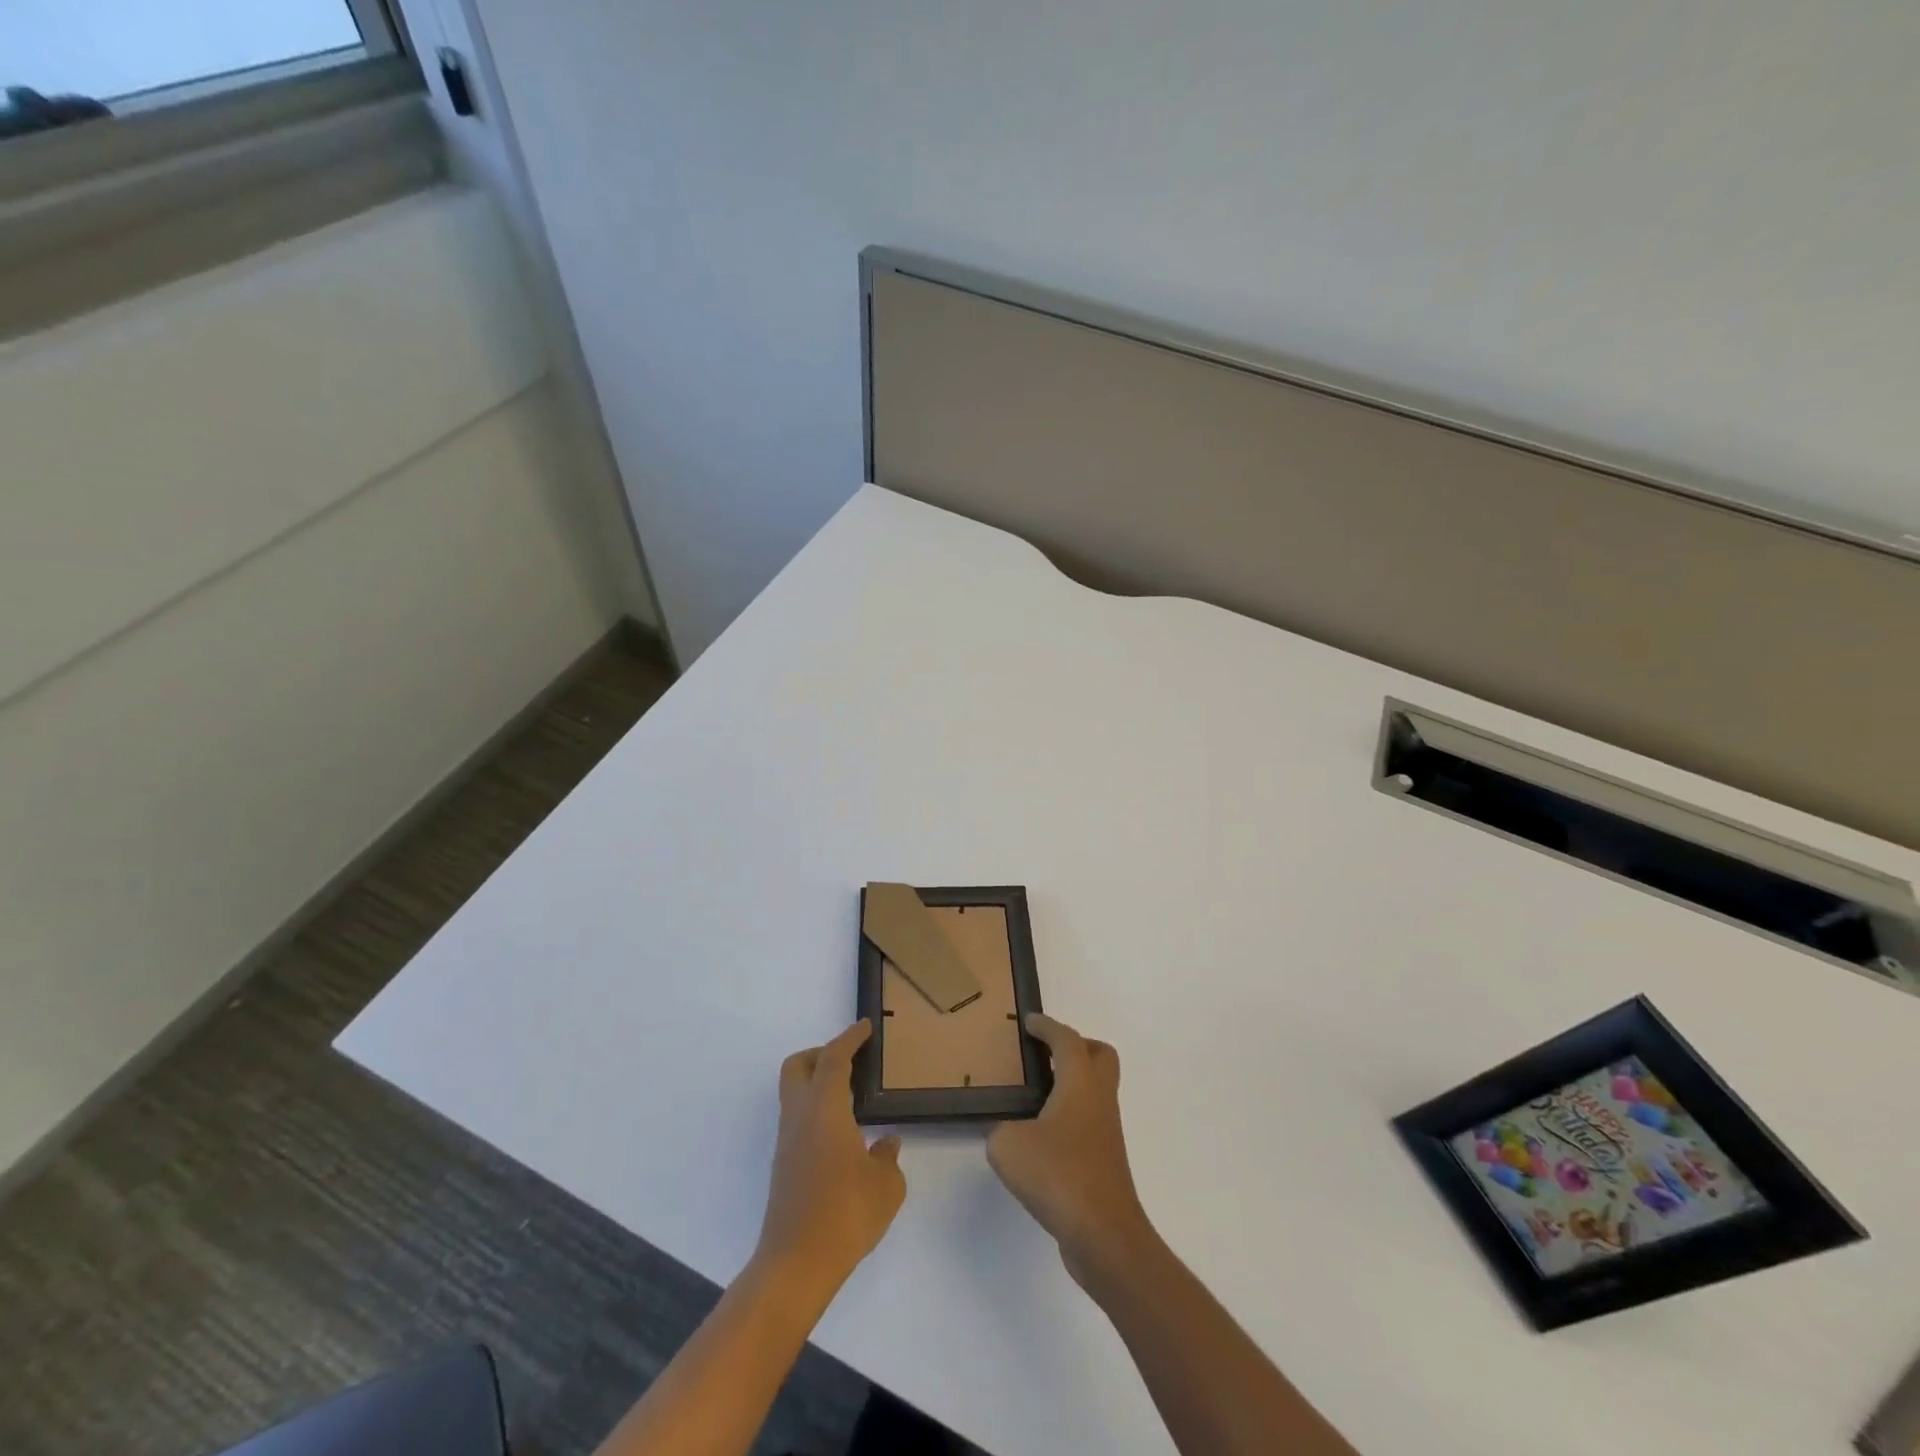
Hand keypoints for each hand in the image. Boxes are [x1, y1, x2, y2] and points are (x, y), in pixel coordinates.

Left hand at [756, 1020, 905, 1294]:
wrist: (796, 1266)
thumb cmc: (845, 1214)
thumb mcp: (886, 1186)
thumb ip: (887, 1157)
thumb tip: (885, 1144)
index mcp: (825, 1109)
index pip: (833, 1059)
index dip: (849, 1038)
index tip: (864, 1028)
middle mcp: (800, 1118)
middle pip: (798, 1066)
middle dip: (821, 1054)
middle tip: (851, 1060)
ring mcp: (787, 1143)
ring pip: (794, 1093)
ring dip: (818, 1083)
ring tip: (852, 1097)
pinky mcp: (784, 1166)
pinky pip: (798, 1120)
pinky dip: (817, 1111)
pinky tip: (842, 1134)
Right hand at [987, 1013, 1153, 1289]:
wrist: (1104, 1236)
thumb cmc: (1059, 1175)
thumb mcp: (1008, 1145)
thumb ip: (1001, 1129)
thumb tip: (1008, 1132)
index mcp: (1080, 1082)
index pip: (1066, 1039)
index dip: (1047, 1026)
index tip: (1029, 1021)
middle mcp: (1099, 1099)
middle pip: (1099, 1056)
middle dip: (1075, 1047)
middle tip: (1044, 1053)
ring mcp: (1106, 1131)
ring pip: (1096, 1090)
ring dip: (1072, 1082)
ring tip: (1036, 1094)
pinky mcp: (1105, 1161)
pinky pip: (1089, 1120)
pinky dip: (1070, 1115)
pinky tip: (1042, 1136)